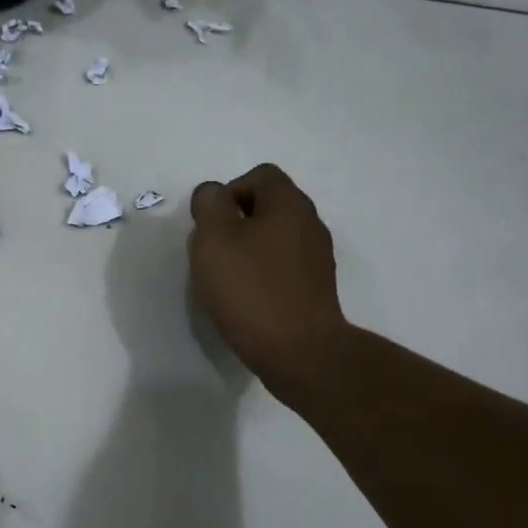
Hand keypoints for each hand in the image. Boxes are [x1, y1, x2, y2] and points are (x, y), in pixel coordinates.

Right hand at [188, 164, 348, 399]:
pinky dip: (262, 276)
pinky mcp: (316, 289)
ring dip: (247, 252)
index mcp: (289, 203)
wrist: (299, 351)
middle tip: (213, 254)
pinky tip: (247, 301)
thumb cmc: (250, 289)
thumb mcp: (214, 238)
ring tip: (226, 281)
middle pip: (267, 207)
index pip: (258, 175)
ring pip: (274, 239)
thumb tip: (214, 194)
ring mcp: (317, 258)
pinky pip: (282, 268)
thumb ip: (210, 205)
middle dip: (234, 224)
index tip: (211, 226)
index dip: (228, 193)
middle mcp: (310, 223)